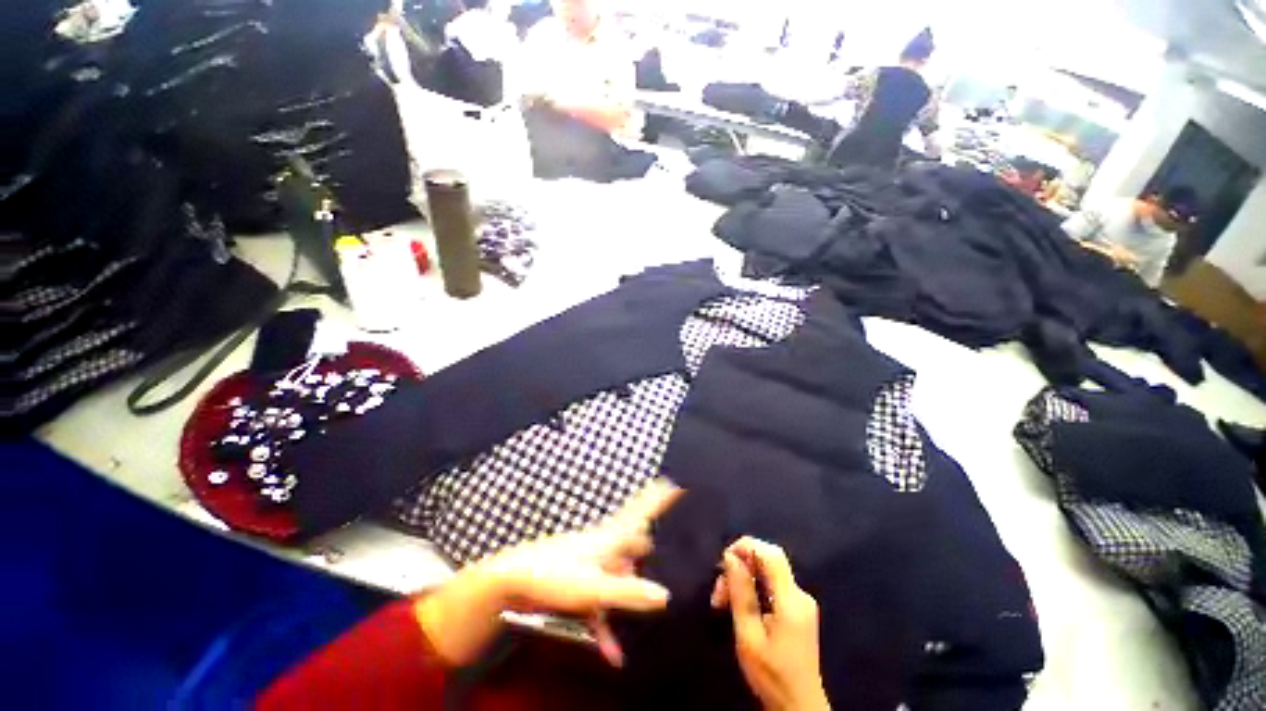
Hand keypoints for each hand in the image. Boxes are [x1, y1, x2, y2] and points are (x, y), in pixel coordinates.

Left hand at [415, 480, 680, 666]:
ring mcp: (593, 562)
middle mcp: (606, 545)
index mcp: (612, 538)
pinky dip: (607, 622)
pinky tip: (612, 652)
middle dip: (651, 546)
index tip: (676, 480)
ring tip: (647, 605)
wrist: (512, 581)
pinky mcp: (581, 580)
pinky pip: (602, 599)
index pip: (643, 510)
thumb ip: (629, 592)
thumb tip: (666, 595)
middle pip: (636, 541)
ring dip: (631, 592)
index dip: (660, 496)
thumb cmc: (554, 574)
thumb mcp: (594, 588)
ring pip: (620, 574)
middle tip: (674, 549)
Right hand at [711, 537, 829, 710]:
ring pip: (766, 573)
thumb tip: (730, 557)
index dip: (746, 547)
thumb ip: (741, 594)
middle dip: (740, 567)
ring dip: (743, 580)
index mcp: (791, 600)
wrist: (799, 707)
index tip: (723, 562)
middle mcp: (799, 594)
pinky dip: (752, 589)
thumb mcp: (749, 636)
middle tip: (718, 592)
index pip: (771, 553)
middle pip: (767, 561)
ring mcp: (800, 602)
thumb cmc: (771, 675)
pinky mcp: (797, 610)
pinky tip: (738, 607)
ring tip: (721, 602)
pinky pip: (771, 586)